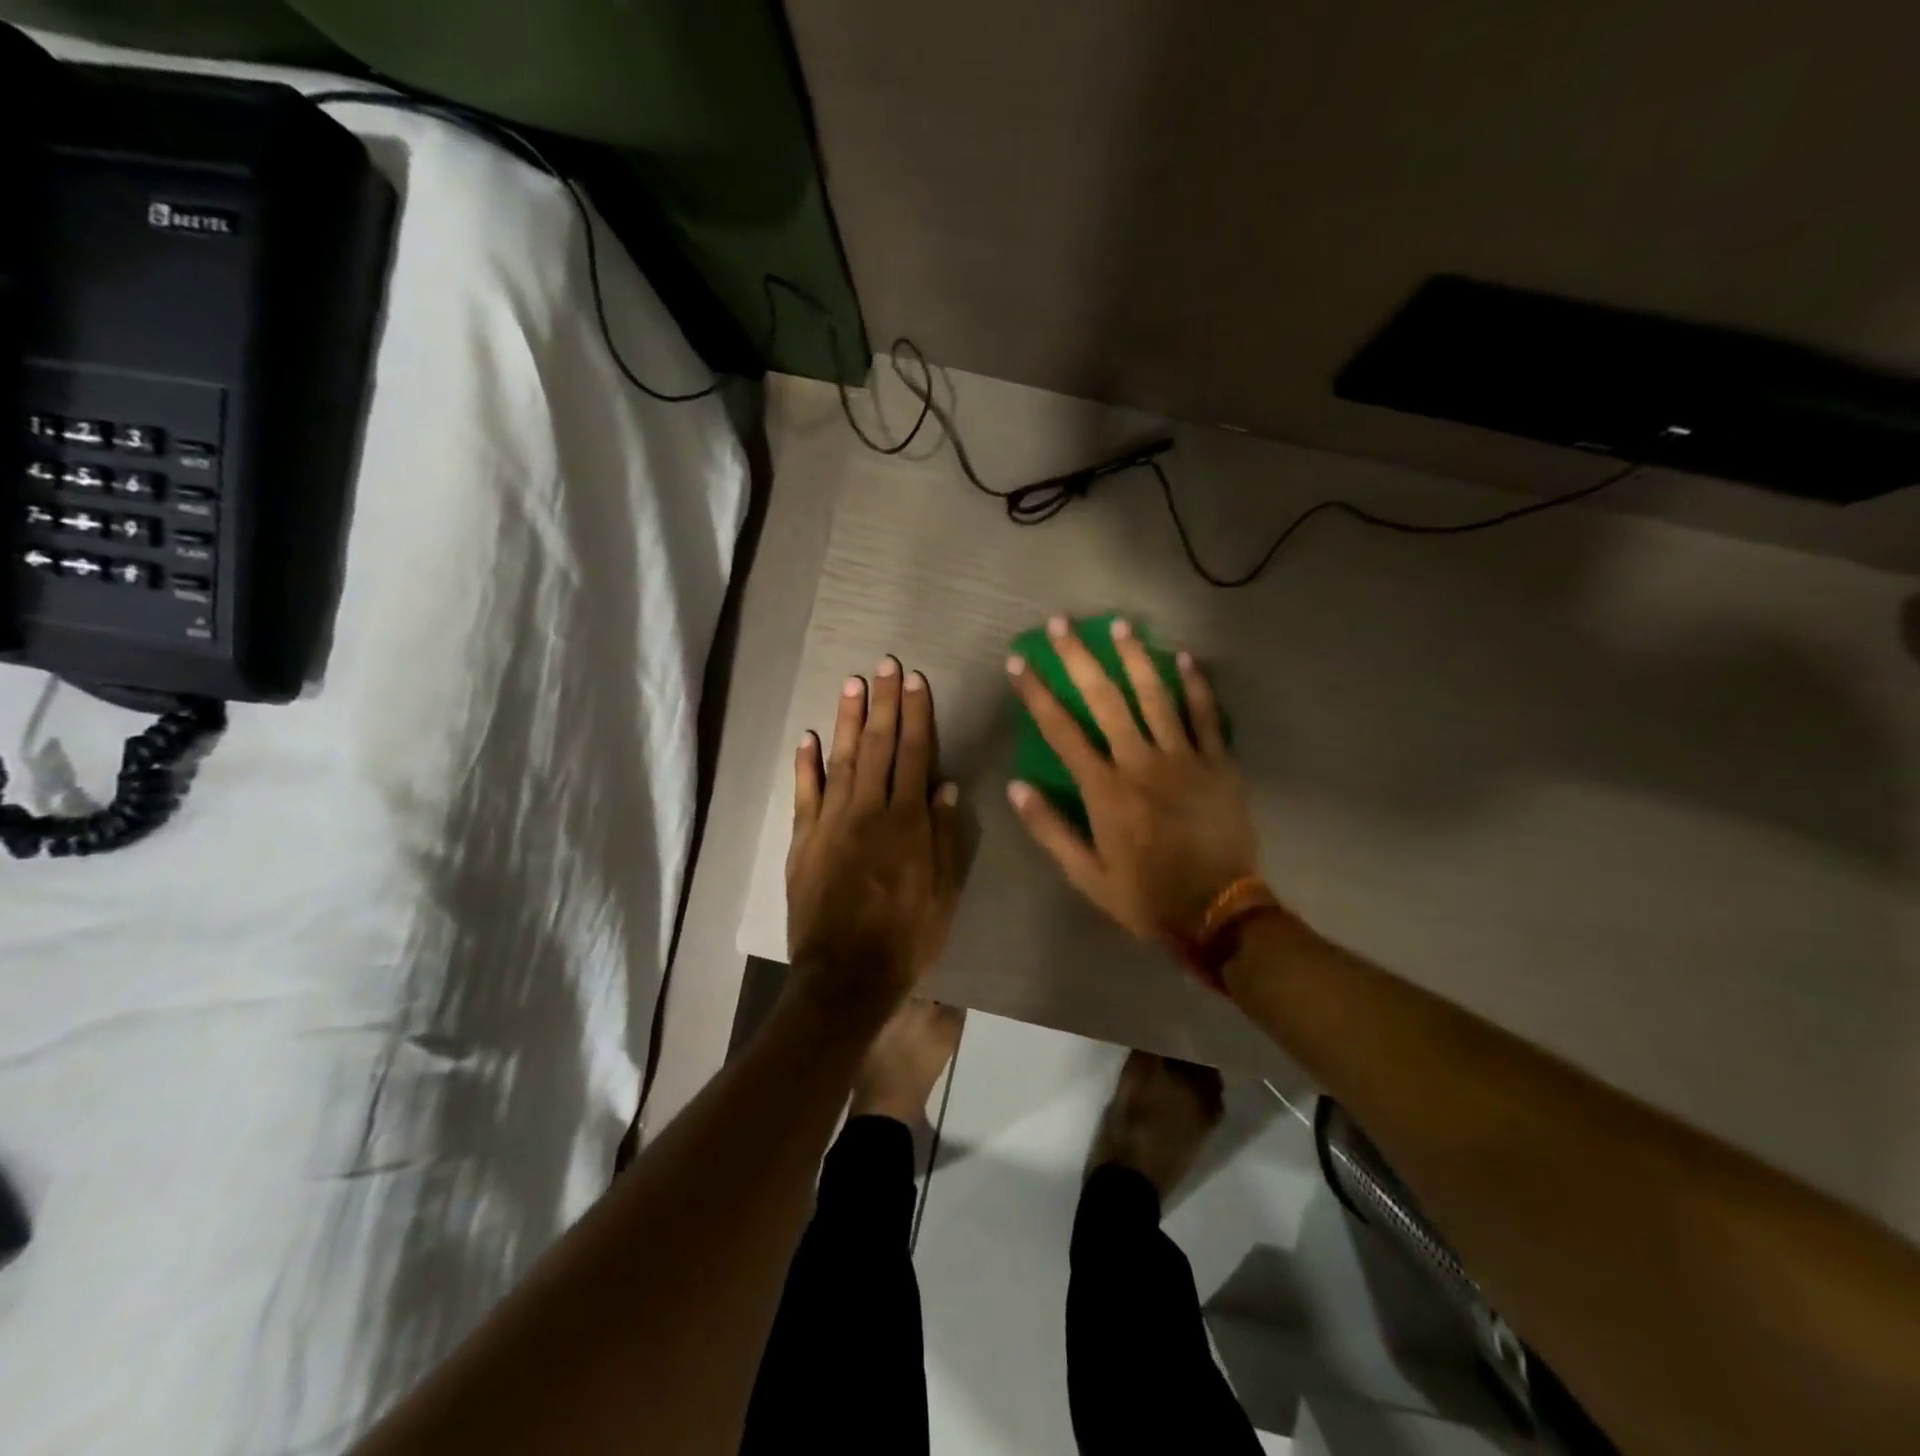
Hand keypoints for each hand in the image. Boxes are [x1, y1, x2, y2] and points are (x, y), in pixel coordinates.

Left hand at [787, 657, 963, 1015]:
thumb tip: (946, 787)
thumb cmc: (906, 937)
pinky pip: (805, 794)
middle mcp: (869, 811)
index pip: (915, 755)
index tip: (914, 680)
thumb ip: (945, 837)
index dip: (916, 715)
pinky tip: (807, 737)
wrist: (845, 975)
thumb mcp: (944, 893)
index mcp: (907, 823)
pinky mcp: (804, 841)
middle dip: (883, 703)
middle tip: (883, 664)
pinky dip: (805, 764)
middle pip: (878, 746)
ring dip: (846, 719)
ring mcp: (831, 823)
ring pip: (841, 759)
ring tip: (852, 683)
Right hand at [1006, 616, 1261, 947]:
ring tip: (1119, 624)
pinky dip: (1196, 685)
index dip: (1037, 693)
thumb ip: (1050, 829)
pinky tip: (1184, 657)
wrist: (1219, 913)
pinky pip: (1207, 716)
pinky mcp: (1219, 764)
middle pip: (1106, 699)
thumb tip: (1016, 787)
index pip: (1062, 731)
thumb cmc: (1146, 896)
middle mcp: (1141, 763)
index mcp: (1105, 790)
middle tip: (1061, 624)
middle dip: (1079, 658)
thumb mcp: (1087, 875)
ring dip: (1135, 657)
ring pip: (1156, 696)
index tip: (1019, 662)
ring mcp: (1184, 759)